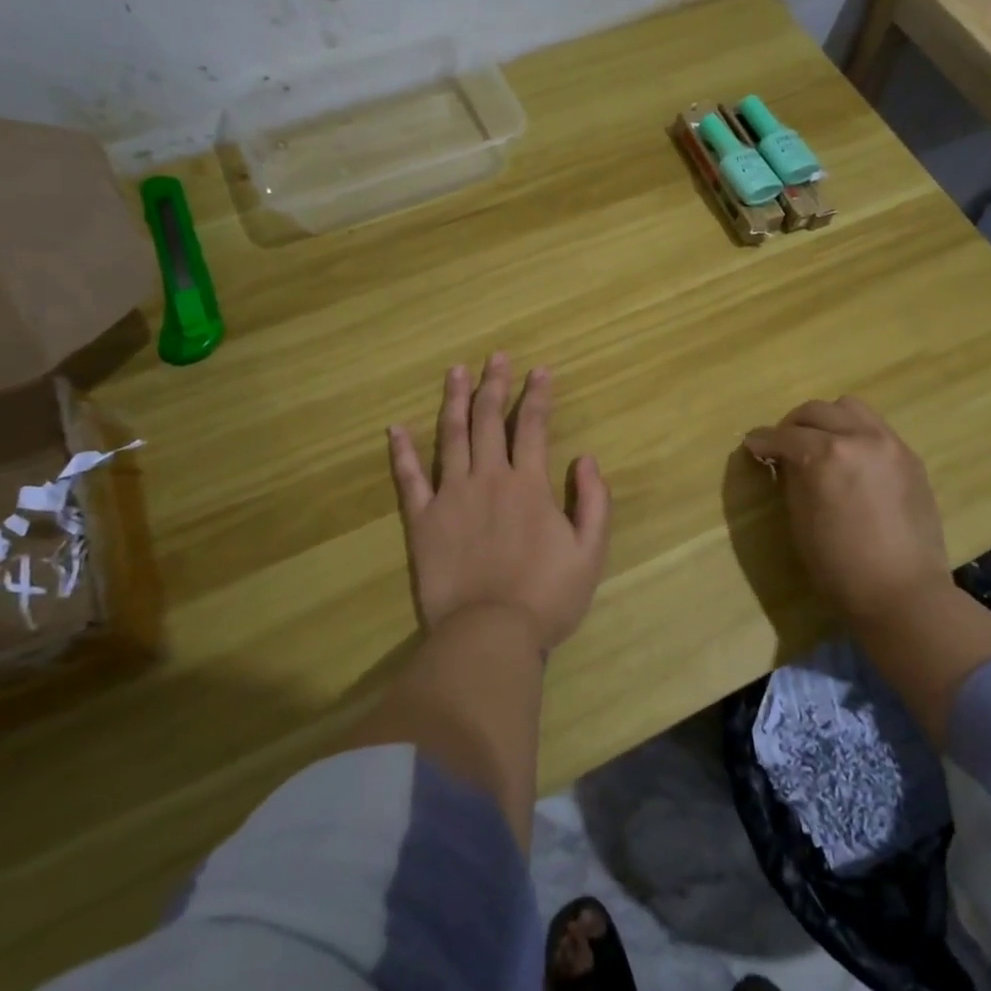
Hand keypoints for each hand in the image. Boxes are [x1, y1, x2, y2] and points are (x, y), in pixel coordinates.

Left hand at [388, 353, 610, 651]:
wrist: (490, 633)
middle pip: (489, 420)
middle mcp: (488, 478)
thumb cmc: (546, 597)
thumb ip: (594, 502)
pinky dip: (402, 451)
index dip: (537, 395)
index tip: (540, 370)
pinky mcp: (422, 520)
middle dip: (495, 384)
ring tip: (456, 371)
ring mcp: (450, 496)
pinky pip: (409, 478)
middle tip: (496, 357)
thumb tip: (586, 459)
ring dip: (454, 400)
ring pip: (451, 436)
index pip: (533, 426)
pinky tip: (396, 428)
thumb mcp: (591, 553)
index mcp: (528, 485)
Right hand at [743, 398, 951, 640]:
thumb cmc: (840, 567)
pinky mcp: (910, 457)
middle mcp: (860, 438)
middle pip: (816, 411)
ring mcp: (890, 444)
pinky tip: (850, 460)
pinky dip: (855, 433)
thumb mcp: (801, 521)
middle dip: (792, 425)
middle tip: (783, 446)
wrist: (903, 593)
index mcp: (826, 456)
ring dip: (827, 420)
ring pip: (849, 408)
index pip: (785, 436)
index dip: (763, 441)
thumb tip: (786, 460)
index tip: (752, 445)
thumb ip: (793, 479)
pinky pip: (875, 428)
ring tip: (819, 444)